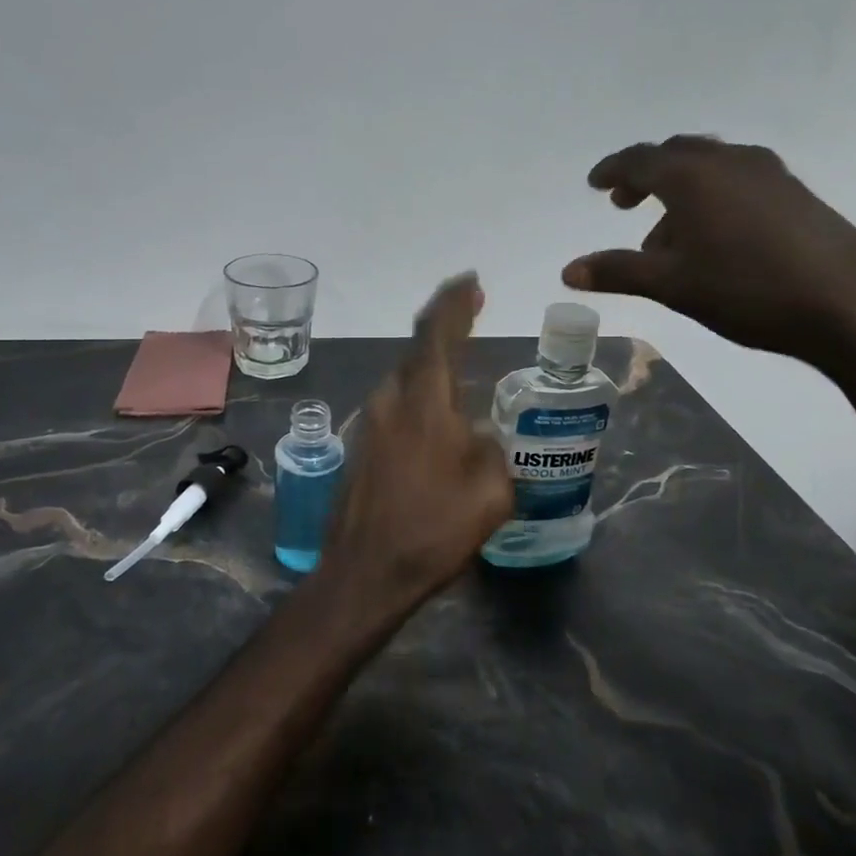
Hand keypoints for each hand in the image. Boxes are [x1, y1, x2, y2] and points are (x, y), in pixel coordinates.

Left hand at [321, 273, 512, 604]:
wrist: (365, 574)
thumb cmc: (433, 529)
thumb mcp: (491, 492)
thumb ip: (493, 451)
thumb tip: (479, 439)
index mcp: (423, 400)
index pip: (437, 332)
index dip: (455, 302)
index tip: (471, 281)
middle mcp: (390, 400)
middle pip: (417, 350)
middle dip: (445, 327)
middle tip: (471, 314)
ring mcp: (370, 423)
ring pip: (405, 378)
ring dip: (431, 364)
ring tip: (460, 365)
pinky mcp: (362, 448)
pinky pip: (397, 405)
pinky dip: (420, 395)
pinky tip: (437, 418)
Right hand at [561, 136, 855, 367]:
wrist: (849, 305)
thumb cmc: (747, 290)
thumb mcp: (672, 284)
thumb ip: (618, 271)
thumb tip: (568, 270)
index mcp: (694, 175)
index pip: (640, 159)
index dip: (612, 170)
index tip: (595, 184)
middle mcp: (730, 162)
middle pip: (677, 154)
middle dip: (646, 176)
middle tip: (625, 203)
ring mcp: (770, 174)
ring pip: (711, 169)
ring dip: (680, 192)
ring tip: (667, 237)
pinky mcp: (797, 194)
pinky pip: (739, 183)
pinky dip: (713, 199)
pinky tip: (715, 240)